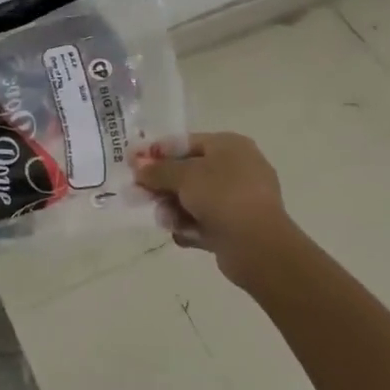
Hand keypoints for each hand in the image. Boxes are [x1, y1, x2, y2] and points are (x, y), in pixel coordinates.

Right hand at [134, 132, 294, 286]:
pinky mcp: (237, 226)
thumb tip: (138, 166)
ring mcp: (239, 198)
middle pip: (188, 172)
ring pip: (194, 199)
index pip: (185, 143)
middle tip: (137, 195)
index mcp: (229, 145)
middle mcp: (236, 168)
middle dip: (162, 185)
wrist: (258, 246)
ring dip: (173, 208)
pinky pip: (205, 221)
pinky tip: (181, 234)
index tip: (131, 163)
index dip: (156, 152)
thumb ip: (157, 170)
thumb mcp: (184, 176)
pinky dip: (190, 226)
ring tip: (164, 220)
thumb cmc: (222, 196)